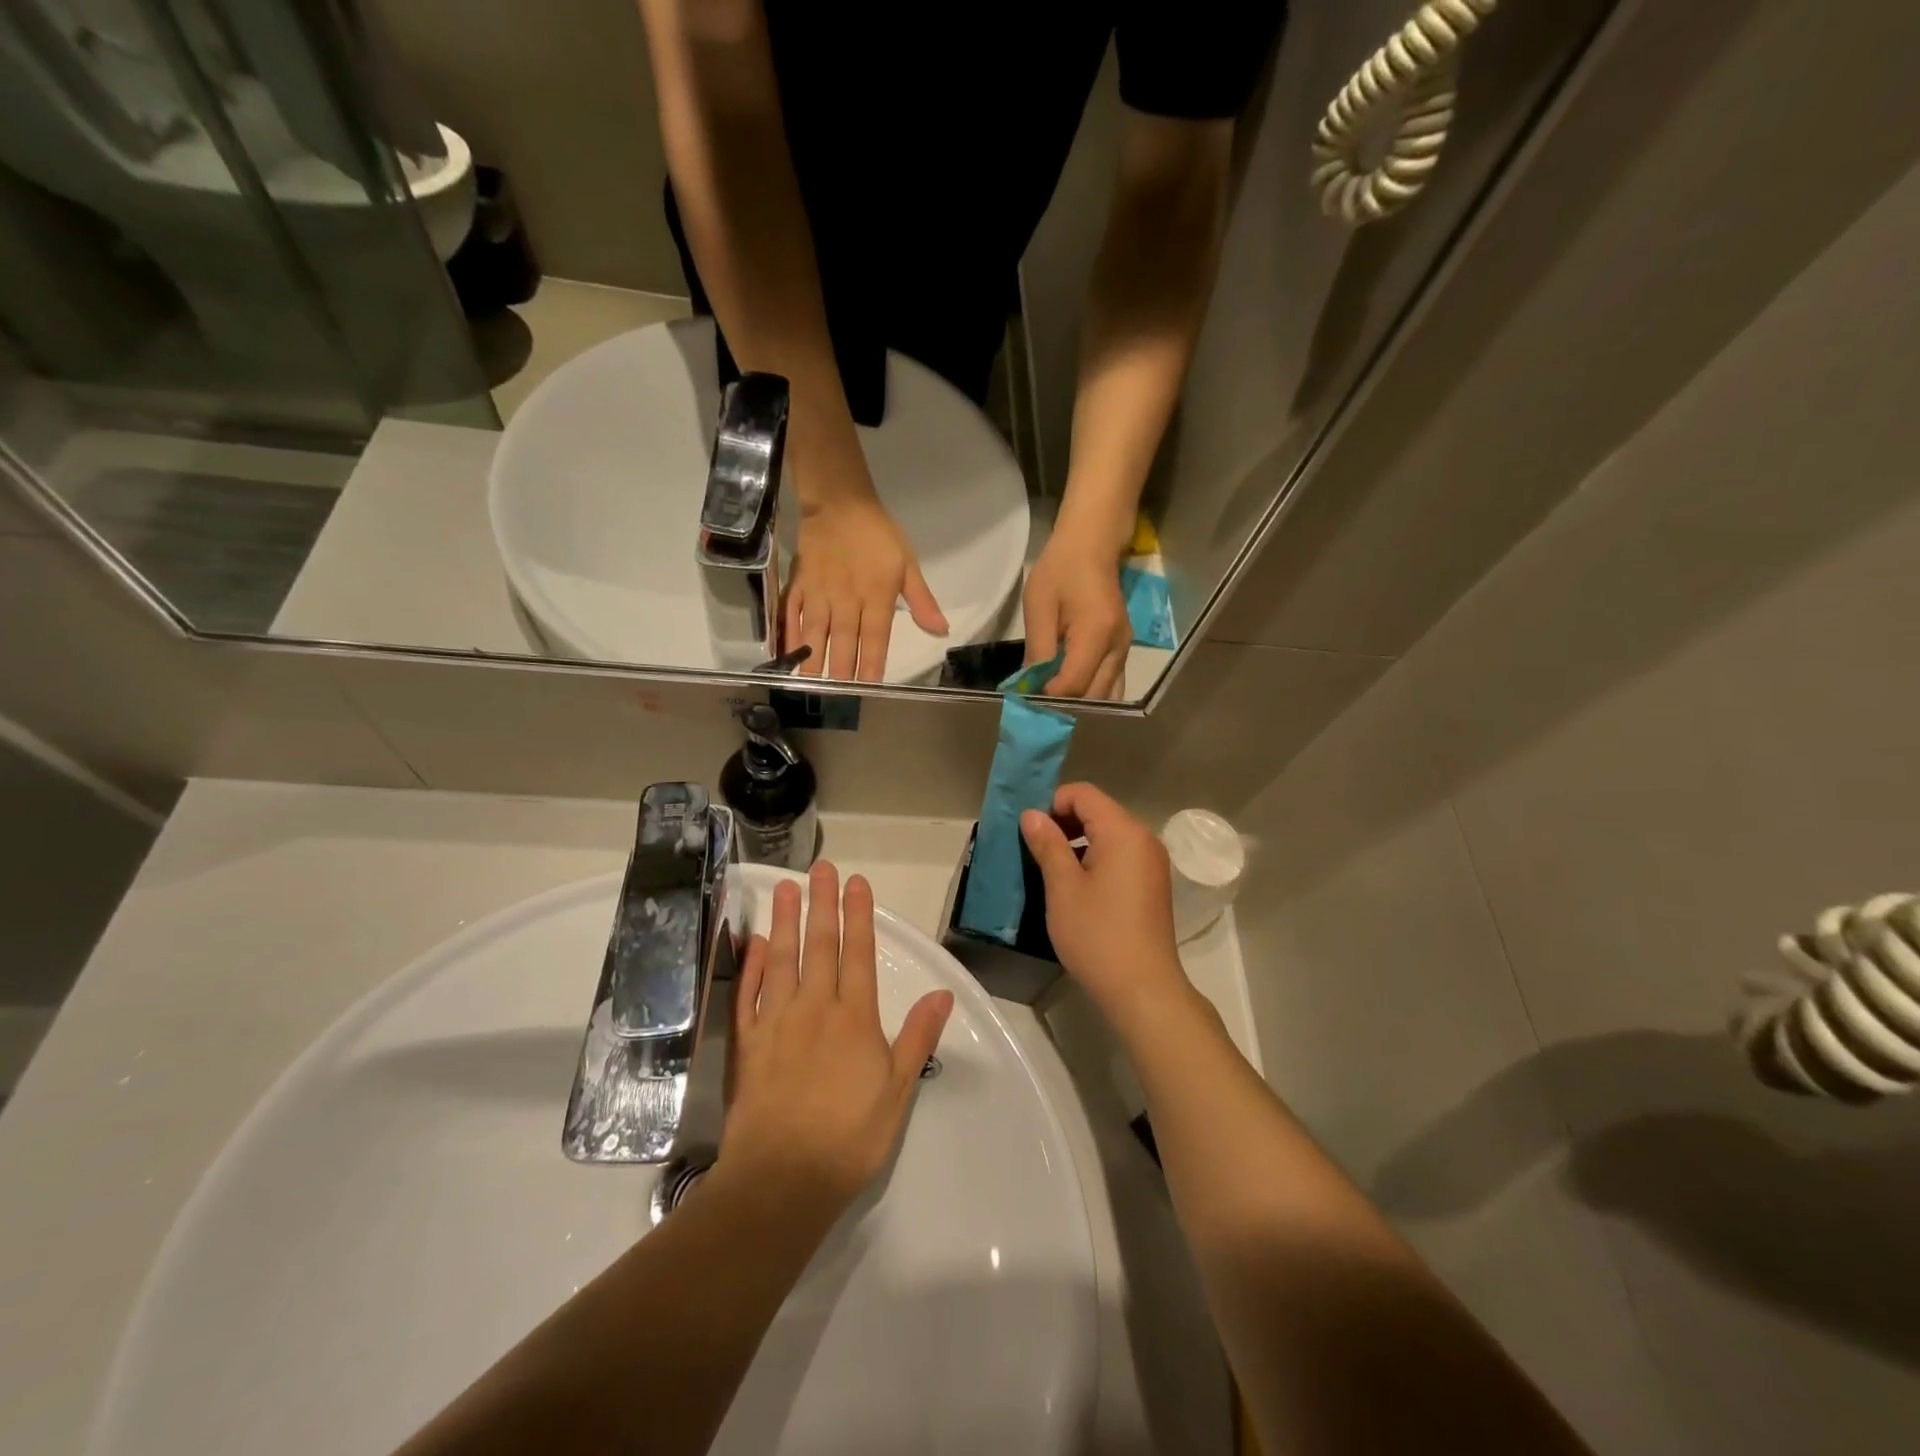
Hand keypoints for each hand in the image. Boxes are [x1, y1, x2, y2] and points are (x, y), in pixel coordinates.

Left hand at [723, 862, 954, 1214]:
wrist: (782, 1179)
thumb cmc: (849, 1137)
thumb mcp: (898, 1091)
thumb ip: (918, 1038)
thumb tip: (942, 994)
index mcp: (854, 1018)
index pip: (858, 954)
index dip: (858, 915)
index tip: (856, 881)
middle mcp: (815, 1008)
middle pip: (820, 945)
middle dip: (822, 903)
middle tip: (819, 868)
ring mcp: (776, 1022)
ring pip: (782, 959)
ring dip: (785, 921)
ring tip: (785, 887)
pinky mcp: (748, 1044)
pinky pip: (749, 994)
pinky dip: (753, 966)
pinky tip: (755, 943)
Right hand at [786, 497, 947, 681]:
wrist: (840, 501)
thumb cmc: (878, 534)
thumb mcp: (908, 564)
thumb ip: (922, 602)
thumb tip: (941, 631)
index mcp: (876, 596)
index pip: (875, 638)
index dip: (871, 664)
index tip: (869, 687)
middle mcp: (847, 599)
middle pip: (843, 640)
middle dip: (840, 670)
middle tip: (837, 696)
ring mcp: (820, 592)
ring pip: (816, 631)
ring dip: (812, 658)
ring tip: (810, 684)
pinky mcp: (800, 583)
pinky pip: (793, 612)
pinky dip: (789, 634)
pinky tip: (787, 652)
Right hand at [1020, 783, 1194, 1034]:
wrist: (1143, 989)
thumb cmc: (1097, 935)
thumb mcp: (1063, 887)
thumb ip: (1047, 844)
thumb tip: (1032, 815)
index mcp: (1123, 831)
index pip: (1083, 794)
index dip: (1052, 803)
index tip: (1028, 830)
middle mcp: (1143, 838)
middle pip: (1098, 810)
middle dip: (1062, 821)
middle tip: (1033, 848)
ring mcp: (1151, 862)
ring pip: (1108, 834)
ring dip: (1077, 841)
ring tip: (1049, 868)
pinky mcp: (1152, 884)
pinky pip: (1119, 855)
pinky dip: (1094, 858)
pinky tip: (1075, 886)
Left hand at [1023, 534, 1131, 698]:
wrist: (1092, 545)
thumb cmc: (1061, 570)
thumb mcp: (1039, 606)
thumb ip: (1037, 650)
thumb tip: (1029, 688)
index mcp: (1097, 633)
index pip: (1075, 684)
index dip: (1049, 699)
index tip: (1025, 703)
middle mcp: (1118, 648)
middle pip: (1095, 698)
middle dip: (1065, 709)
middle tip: (1036, 712)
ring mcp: (1125, 651)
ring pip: (1107, 697)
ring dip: (1080, 707)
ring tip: (1052, 708)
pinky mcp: (1122, 652)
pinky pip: (1110, 686)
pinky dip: (1091, 697)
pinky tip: (1068, 697)